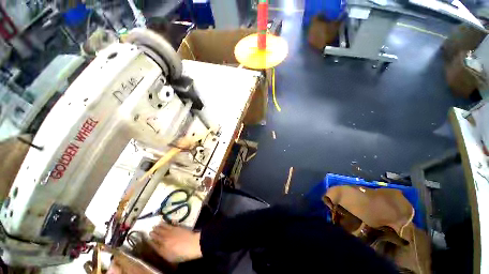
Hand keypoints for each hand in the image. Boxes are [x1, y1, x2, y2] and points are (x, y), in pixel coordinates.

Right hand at [149, 222, 202, 262]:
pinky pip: (168, 225)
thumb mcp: (170, 257)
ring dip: (157, 227)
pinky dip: (164, 223)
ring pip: (161, 229)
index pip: (154, 245)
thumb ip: (162, 253)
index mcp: (162, 249)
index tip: (148, 240)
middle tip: (150, 231)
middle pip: (157, 236)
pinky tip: (162, 222)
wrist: (192, 243)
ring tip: (154, 226)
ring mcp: (170, 233)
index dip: (150, 242)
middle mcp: (164, 240)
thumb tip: (157, 249)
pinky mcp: (176, 227)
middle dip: (153, 234)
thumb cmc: (182, 253)